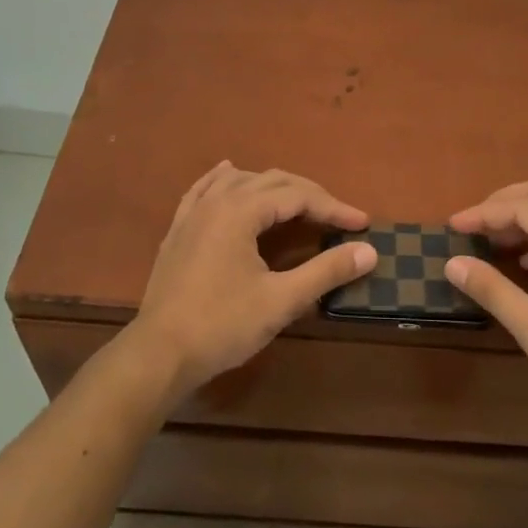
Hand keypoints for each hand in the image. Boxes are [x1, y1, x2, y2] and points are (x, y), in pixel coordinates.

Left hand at [130, 163, 377, 396]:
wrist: (158, 354)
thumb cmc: (222, 326)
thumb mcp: (281, 300)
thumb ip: (326, 271)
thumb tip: (369, 251)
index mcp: (241, 210)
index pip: (298, 196)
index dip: (333, 208)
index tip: (362, 224)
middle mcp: (217, 200)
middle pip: (272, 181)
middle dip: (309, 195)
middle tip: (338, 217)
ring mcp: (193, 213)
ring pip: (240, 180)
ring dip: (273, 186)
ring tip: (297, 201)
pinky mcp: (178, 230)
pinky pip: (204, 189)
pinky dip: (225, 179)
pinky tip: (229, 173)